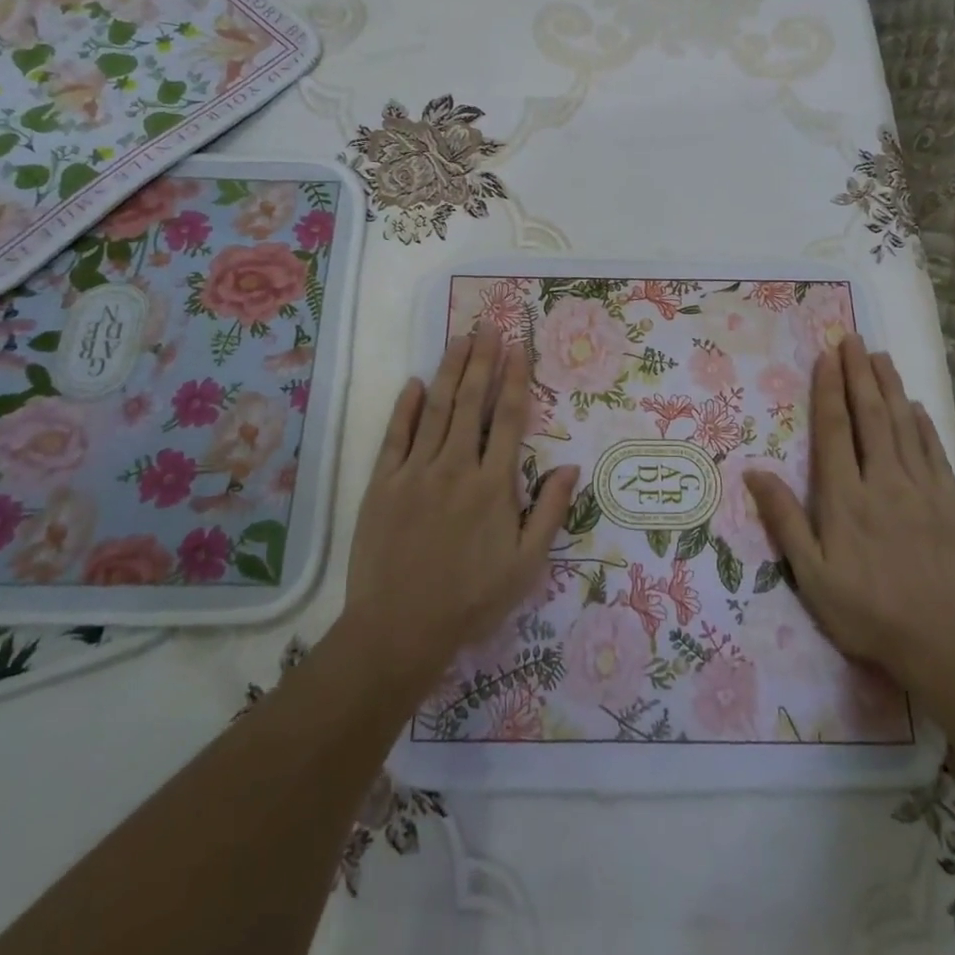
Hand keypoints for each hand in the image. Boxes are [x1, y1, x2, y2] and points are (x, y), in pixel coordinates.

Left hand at [342, 325, 577, 697]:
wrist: (399, 629)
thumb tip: (571, 467)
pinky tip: (414, 383)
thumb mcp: (526, 565)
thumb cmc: (471, 599)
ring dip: (449, 371)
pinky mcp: (382, 484)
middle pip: (472, 402)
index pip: (510, 419)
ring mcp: (415, 472)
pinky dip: (405, 407)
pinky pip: (395, 436)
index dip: (515, 379)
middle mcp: (456, 467)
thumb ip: (549, 512)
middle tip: (488, 326)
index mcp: (494, 485)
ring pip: (435, 409)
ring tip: (459, 339)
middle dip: (481, 360)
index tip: (518, 348)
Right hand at [745, 334, 954, 700]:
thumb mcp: (812, 576)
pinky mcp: (953, 504)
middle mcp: (883, 481)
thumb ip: (784, 521)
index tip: (828, 357)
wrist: (948, 645)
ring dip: (890, 388)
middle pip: (870, 416)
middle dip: (860, 374)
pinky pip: (934, 452)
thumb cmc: (868, 613)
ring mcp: (923, 490)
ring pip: (903, 426)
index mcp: (845, 498)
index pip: (835, 431)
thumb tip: (754, 472)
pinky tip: (915, 407)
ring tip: (881, 357)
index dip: (830, 390)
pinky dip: (922, 424)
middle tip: (854, 339)